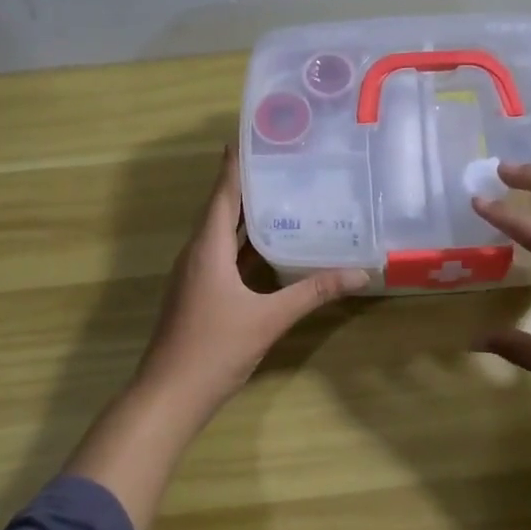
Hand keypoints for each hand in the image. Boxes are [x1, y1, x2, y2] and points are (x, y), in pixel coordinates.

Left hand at [133, 146, 368, 418]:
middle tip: (282, 160)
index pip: (222, 193)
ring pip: (222, 233)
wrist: (169, 395)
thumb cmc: (214, 349)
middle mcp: (197, 253)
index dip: (236, 163)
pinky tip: (269, 246)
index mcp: (207, 248)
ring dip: (246, 214)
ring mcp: (195, 275)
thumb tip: (360, 273)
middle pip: (222, 208)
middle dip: (248, 184)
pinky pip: (223, 255)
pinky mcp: (198, 293)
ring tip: (281, 194)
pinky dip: (244, 243)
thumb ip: (313, 292)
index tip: (253, 134)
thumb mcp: (269, 318)